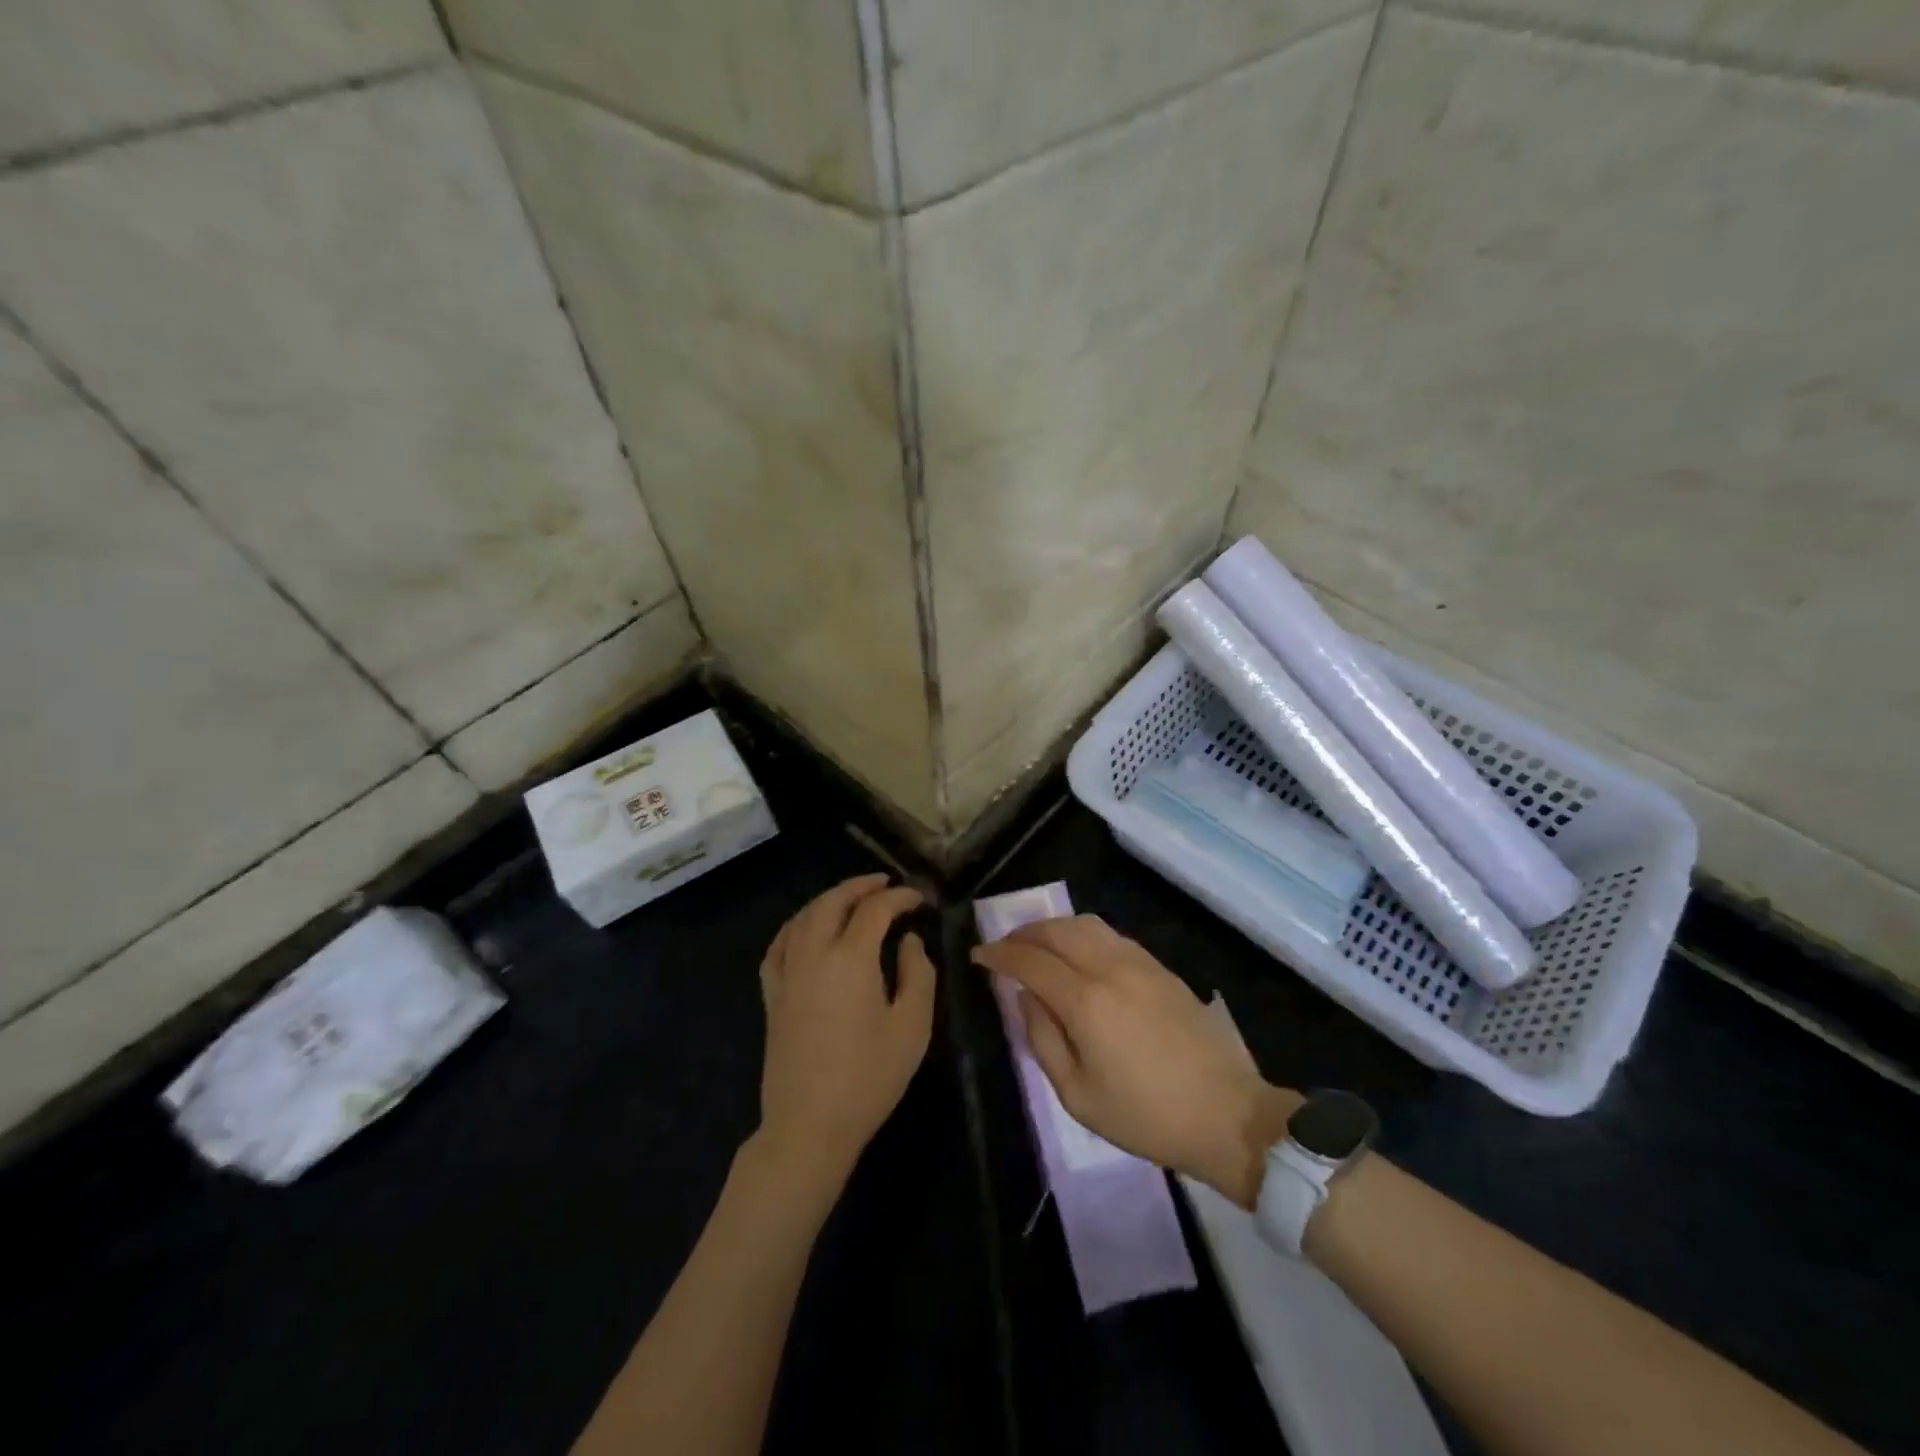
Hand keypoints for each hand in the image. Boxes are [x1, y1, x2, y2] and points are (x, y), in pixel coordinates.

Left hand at [756, 874, 935, 1194]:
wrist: (810, 1124)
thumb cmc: (869, 1077)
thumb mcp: (912, 1026)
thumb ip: (917, 973)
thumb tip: (908, 940)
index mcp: (851, 958)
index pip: (875, 909)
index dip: (899, 897)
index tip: (919, 899)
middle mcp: (814, 954)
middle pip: (833, 902)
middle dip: (860, 886)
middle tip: (885, 883)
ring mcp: (787, 973)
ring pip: (803, 917)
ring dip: (828, 899)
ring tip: (850, 898)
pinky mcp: (772, 995)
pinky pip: (779, 945)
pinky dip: (796, 926)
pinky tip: (805, 929)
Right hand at [972, 915, 1297, 1206]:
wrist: (1225, 1113)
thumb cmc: (1145, 1115)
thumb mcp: (1078, 1096)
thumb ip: (1043, 1039)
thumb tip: (1025, 997)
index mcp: (1085, 1001)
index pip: (1030, 961)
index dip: (999, 954)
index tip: (978, 955)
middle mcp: (1109, 968)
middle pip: (1056, 930)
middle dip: (1023, 933)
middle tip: (1004, 948)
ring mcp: (1139, 962)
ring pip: (1085, 924)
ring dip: (1053, 928)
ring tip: (1037, 945)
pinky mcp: (1160, 967)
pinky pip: (1110, 934)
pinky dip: (1082, 933)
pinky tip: (1078, 953)